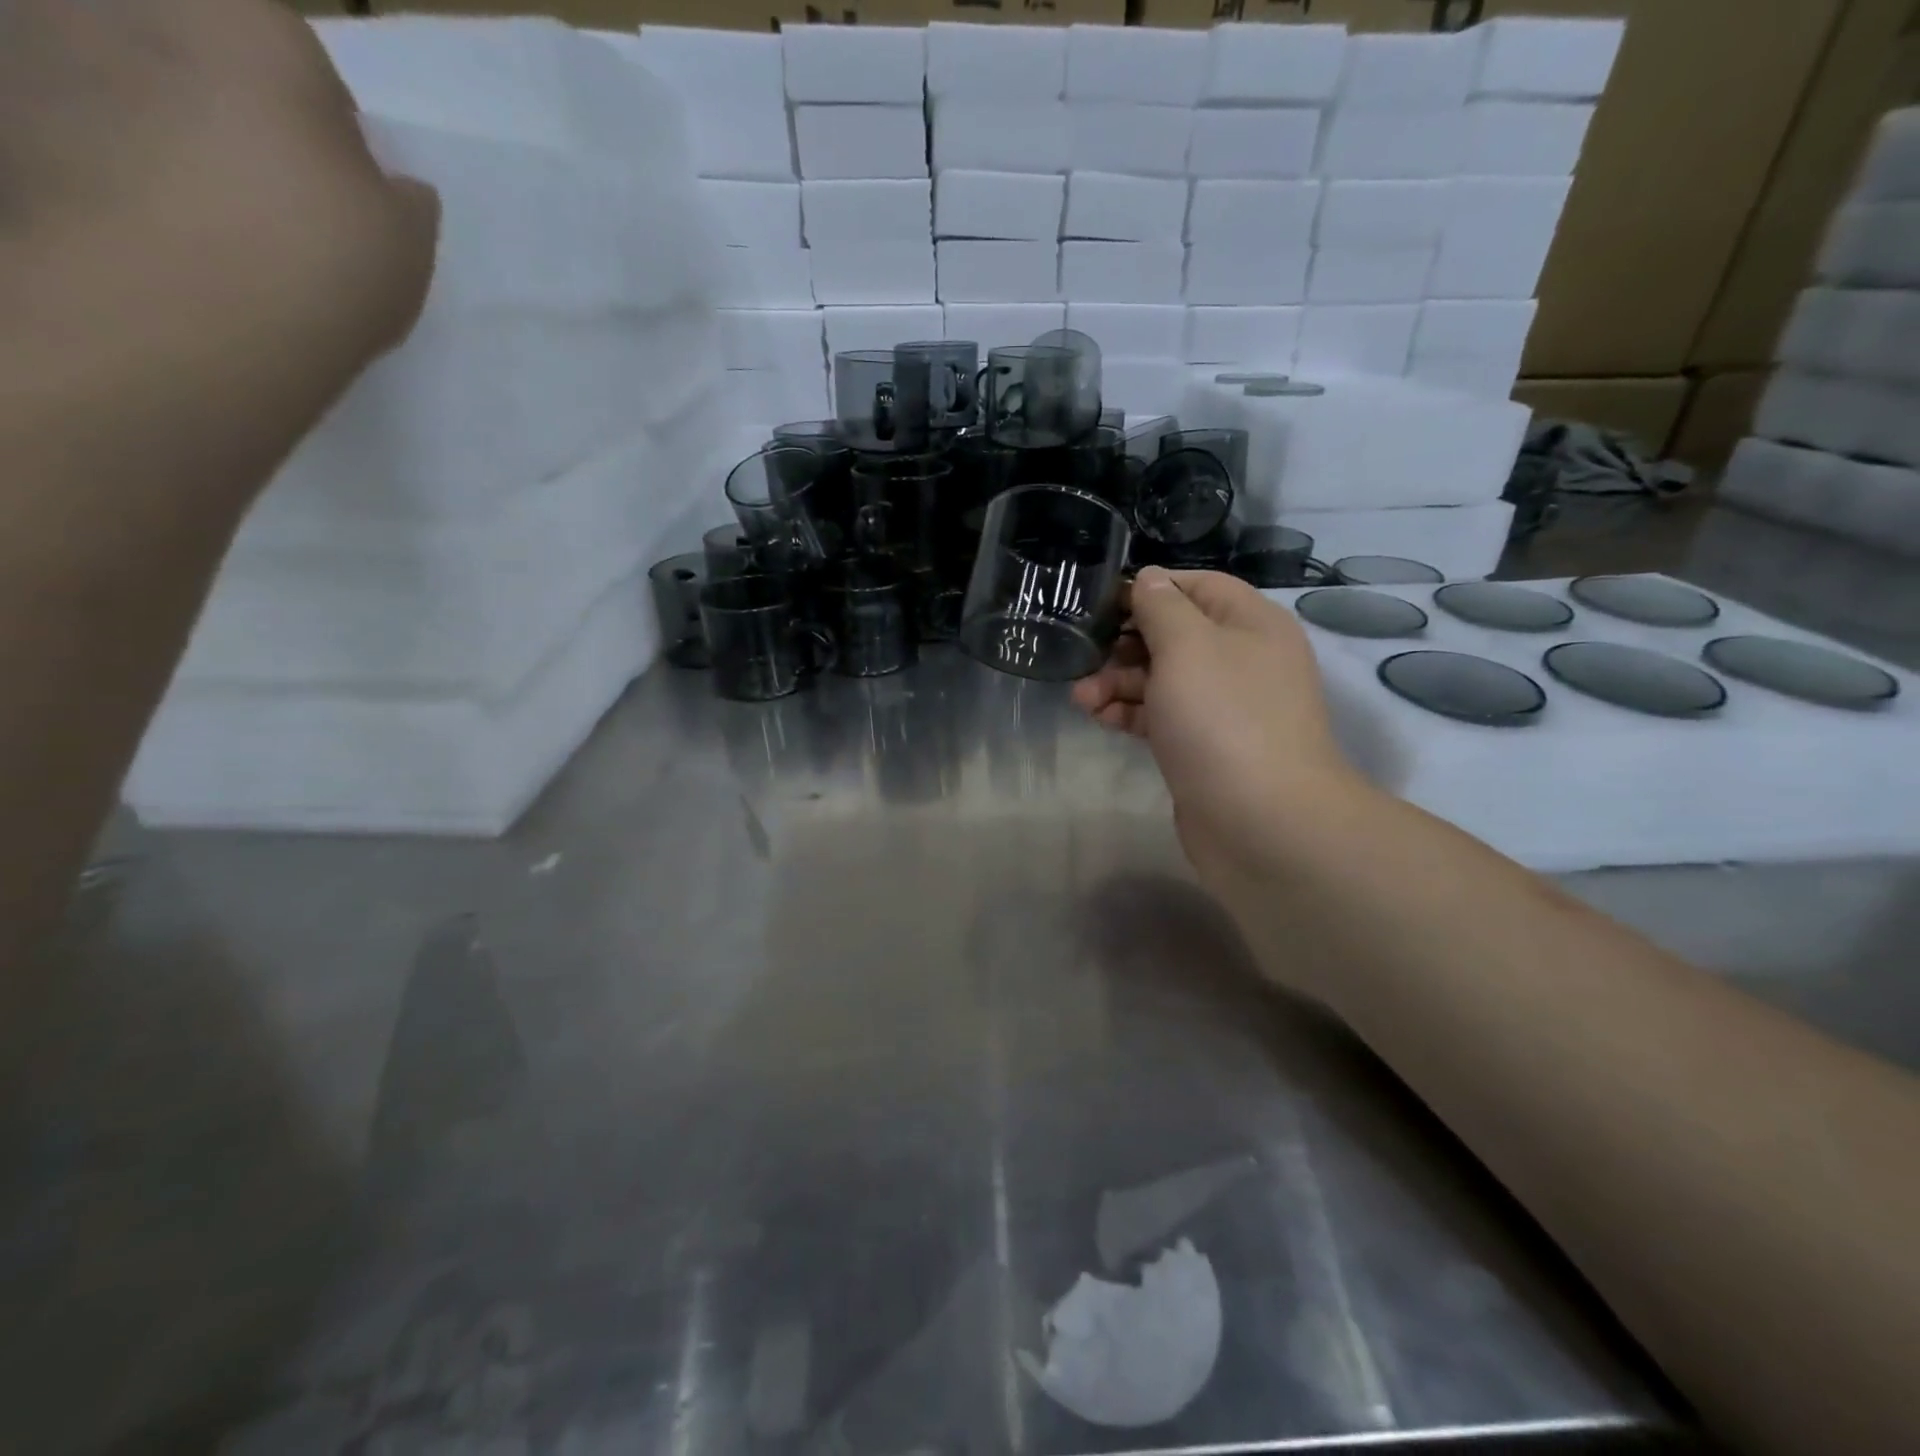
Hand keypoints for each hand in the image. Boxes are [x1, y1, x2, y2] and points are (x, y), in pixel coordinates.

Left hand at [0, 0, 436, 487]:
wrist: (184, 319)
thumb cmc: (320, 257)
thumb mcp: (405, 238)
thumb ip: (400, 198)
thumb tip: (393, 187)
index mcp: (247, 16)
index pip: (293, 50)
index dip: (319, 118)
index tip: (335, 182)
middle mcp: (130, 2)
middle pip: (191, 49)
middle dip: (224, 108)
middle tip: (264, 197)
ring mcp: (39, 45)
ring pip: (119, 84)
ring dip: (154, 132)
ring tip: (199, 224)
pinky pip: (63, 132)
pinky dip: (97, 170)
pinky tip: (144, 239)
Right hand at [1074, 568, 1363, 886]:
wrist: (1260, 820)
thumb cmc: (1223, 718)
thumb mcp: (1187, 646)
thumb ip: (1161, 606)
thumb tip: (1148, 579)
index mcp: (1251, 623)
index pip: (1196, 586)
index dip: (1149, 589)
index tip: (1101, 604)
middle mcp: (1242, 659)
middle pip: (1175, 634)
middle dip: (1125, 643)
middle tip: (1084, 656)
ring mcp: (1224, 707)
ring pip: (1163, 679)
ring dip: (1119, 683)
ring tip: (1081, 698)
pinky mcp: (1204, 746)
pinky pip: (1163, 716)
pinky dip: (1131, 713)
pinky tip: (1099, 719)